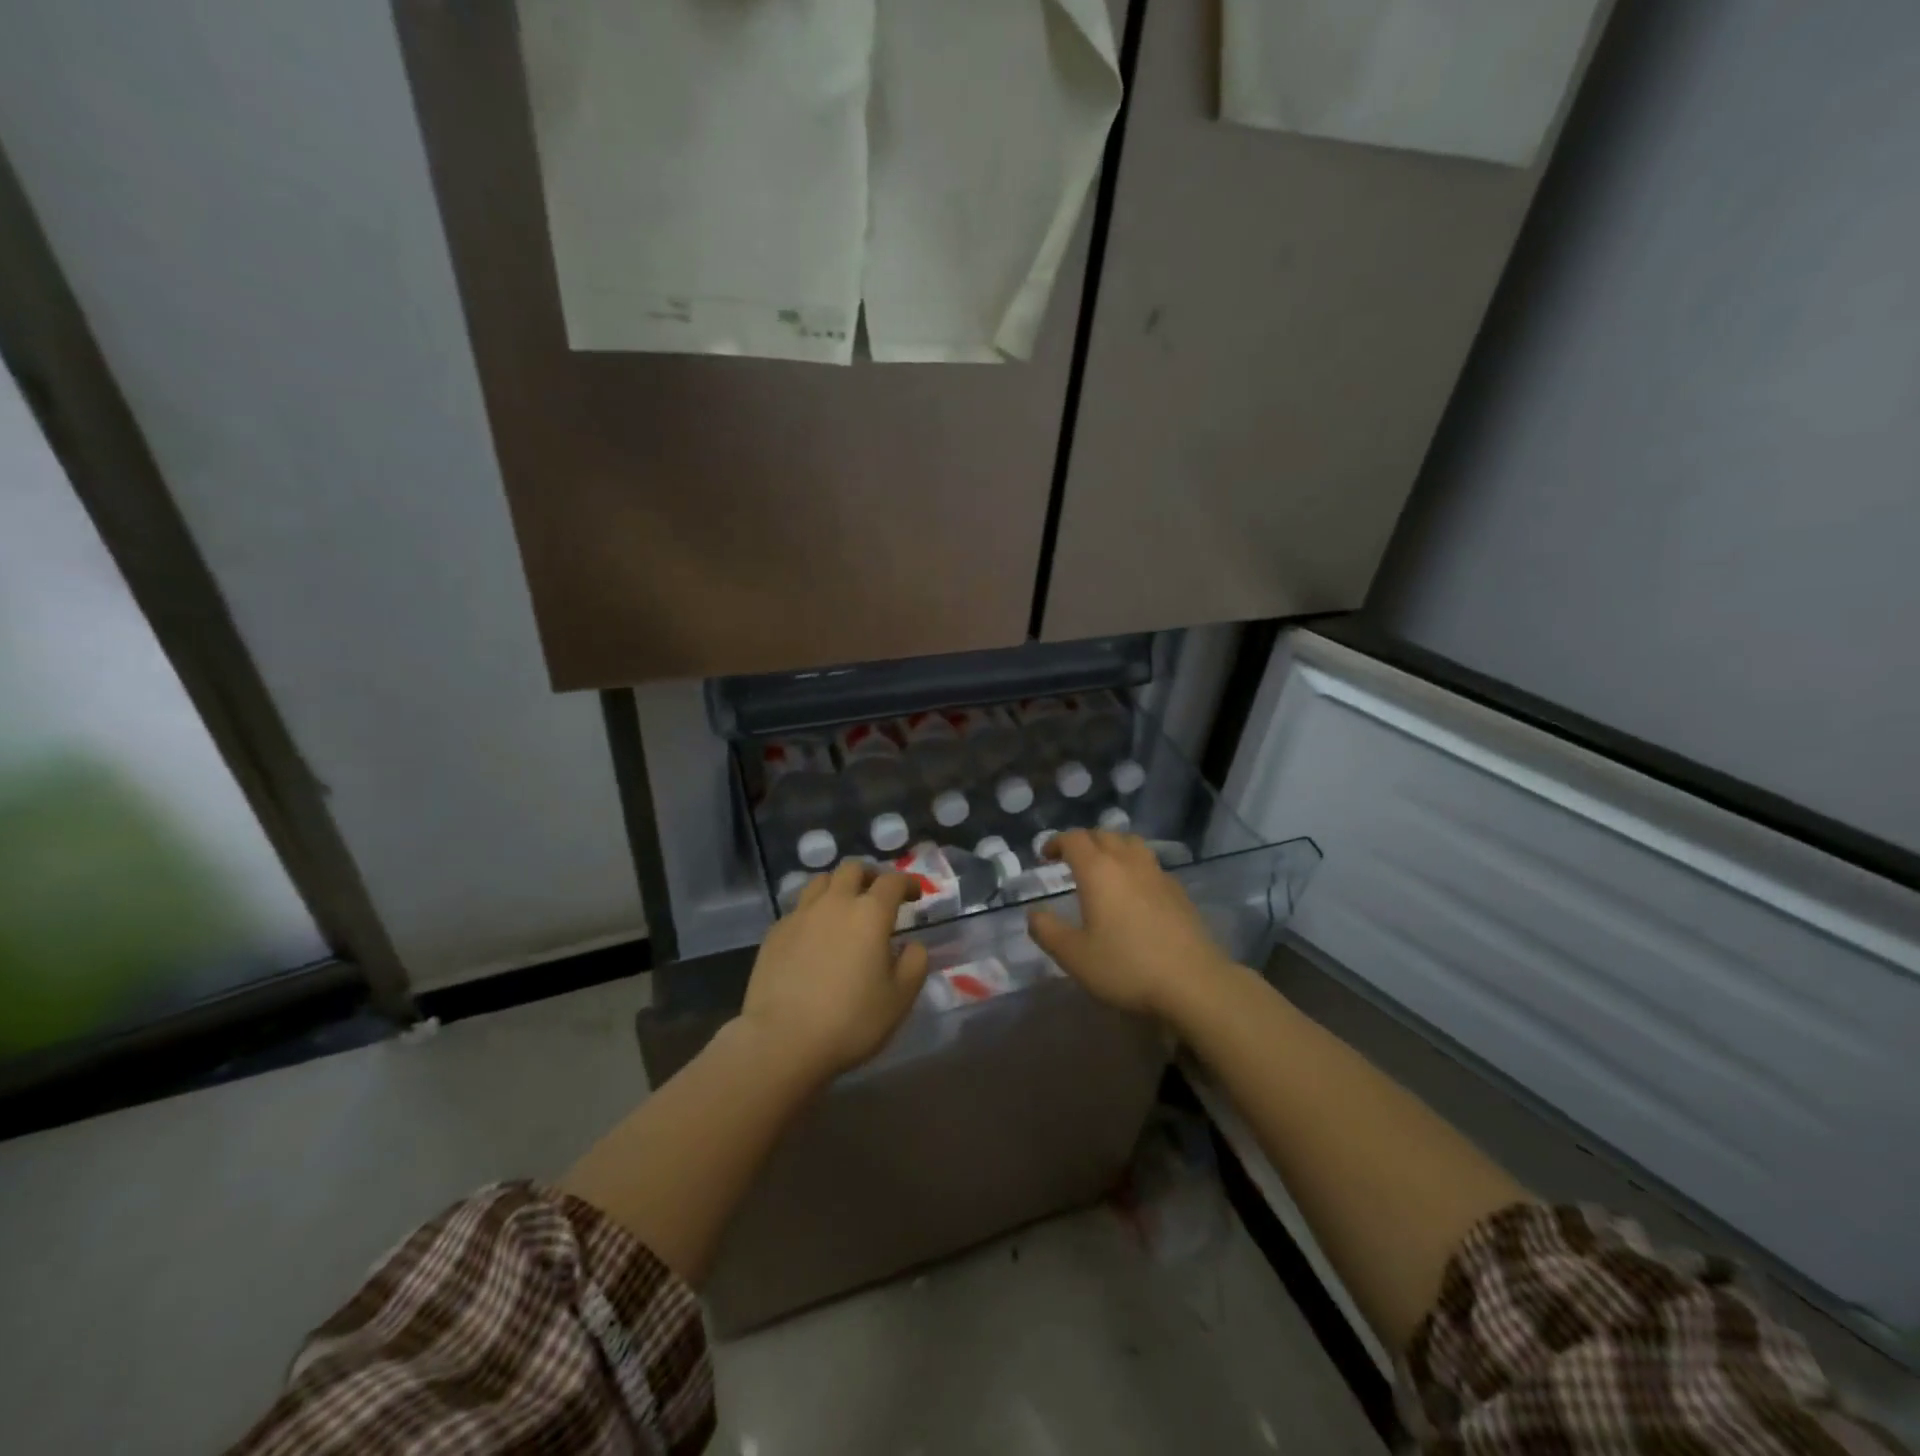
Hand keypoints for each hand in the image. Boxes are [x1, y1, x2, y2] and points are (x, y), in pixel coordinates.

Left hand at [737, 861, 929, 1081]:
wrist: (781, 1041)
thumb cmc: (850, 1021)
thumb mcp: (899, 998)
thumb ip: (914, 963)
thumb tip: (912, 945)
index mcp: (870, 914)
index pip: (892, 881)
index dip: (908, 882)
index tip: (916, 893)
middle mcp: (834, 903)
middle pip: (852, 869)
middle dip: (870, 876)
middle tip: (878, 895)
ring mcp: (800, 915)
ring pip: (821, 881)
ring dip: (838, 886)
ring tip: (844, 907)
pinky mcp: (775, 933)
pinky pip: (799, 908)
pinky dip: (814, 911)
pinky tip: (815, 935)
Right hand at [1027, 829, 1233, 1018]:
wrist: (1194, 982)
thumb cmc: (1126, 967)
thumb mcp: (1074, 956)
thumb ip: (1048, 931)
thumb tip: (1034, 914)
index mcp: (1098, 871)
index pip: (1074, 839)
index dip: (1056, 842)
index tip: (1045, 856)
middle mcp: (1128, 862)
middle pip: (1104, 835)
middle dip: (1083, 841)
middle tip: (1070, 859)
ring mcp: (1157, 874)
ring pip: (1131, 844)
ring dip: (1112, 847)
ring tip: (1103, 867)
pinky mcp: (1178, 891)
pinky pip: (1150, 864)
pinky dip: (1134, 866)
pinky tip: (1134, 891)